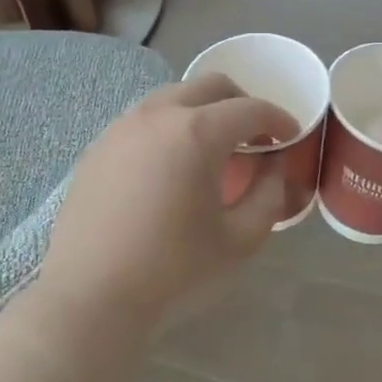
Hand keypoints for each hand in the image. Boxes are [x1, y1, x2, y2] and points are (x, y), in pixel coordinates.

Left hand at [33, 74, 297, 347]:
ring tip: (213, 151)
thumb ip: (269, 195)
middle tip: (256, 137)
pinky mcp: (99, 145)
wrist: (90, 295)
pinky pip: (144, 120)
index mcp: (196, 132)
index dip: (278, 119)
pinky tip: (171, 167)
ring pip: (174, 97)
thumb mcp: (239, 239)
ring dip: (203, 112)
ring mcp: (122, 126)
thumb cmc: (173, 270)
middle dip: (241, 103)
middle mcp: (158, 114)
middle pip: (211, 86)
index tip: (291, 136)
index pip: (249, 109)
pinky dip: (170, 128)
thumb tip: (273, 165)